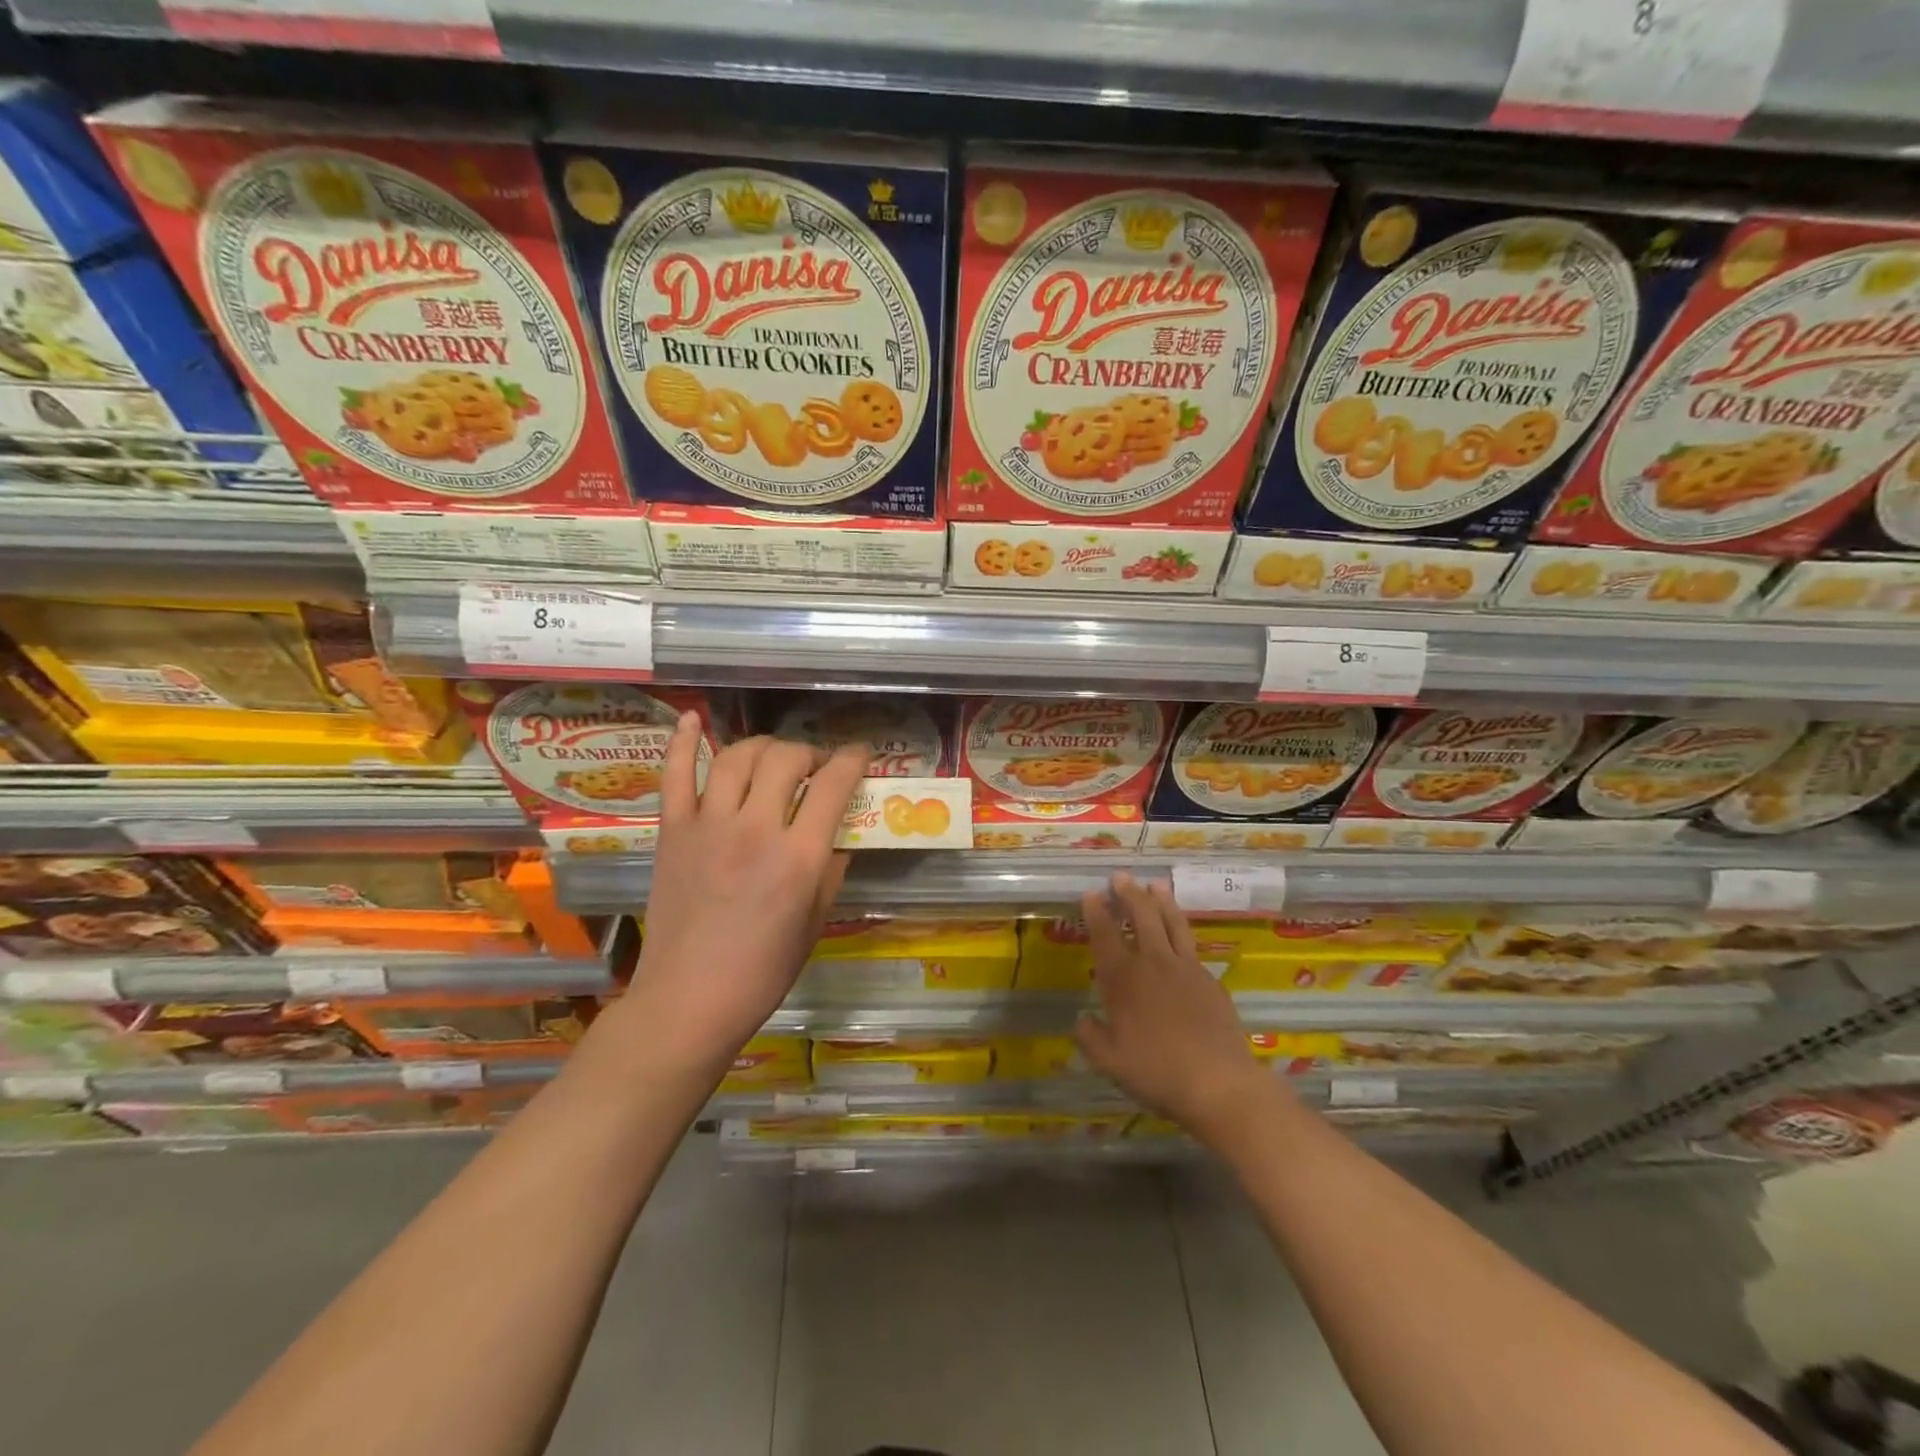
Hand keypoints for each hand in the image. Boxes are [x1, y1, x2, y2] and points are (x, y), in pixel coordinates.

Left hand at [624, 715, 868, 1081]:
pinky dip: (682, 741)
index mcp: (799, 856)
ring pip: (738, 756)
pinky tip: (692, 717)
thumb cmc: (763, 970)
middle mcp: (755, 829)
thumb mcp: (816, 921)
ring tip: (774, 757)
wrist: (689, 999)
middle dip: (810, 752)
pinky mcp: (672, 831)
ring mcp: (708, 825)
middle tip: (816, 767)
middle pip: (787, 758)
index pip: (835, 784)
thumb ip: (832, 868)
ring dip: (764, 746)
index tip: (860, 754)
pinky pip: (675, 774)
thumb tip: (838, 832)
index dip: (853, 760)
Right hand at [1072, 875, 1276, 1146]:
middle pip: (1141, 916)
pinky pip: (1192, 945)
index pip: (1105, 935)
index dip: (1096, 912)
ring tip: (1155, 885)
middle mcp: (1154, 963)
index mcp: (1124, 978)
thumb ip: (1090, 1037)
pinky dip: (1182, 930)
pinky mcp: (1210, 980)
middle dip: (1129, 894)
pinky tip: (1180, 933)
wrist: (1219, 1082)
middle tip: (1121, 877)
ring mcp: (1186, 968)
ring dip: (1161, 901)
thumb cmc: (1157, 1071)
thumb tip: (1082, 1020)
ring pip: (1172, 922)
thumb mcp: (1109, 1061)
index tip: (1091, 893)